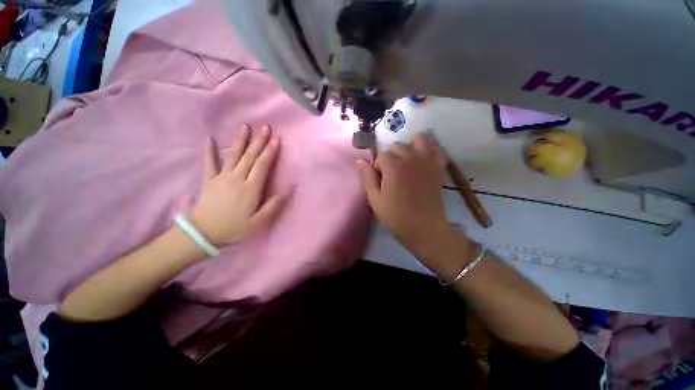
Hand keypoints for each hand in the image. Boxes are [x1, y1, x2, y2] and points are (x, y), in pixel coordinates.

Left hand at [190, 124, 286, 245]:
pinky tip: (209, 138)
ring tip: (245, 127)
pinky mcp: (209, 180)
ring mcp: (222, 177)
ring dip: (240, 141)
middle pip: (250, 157)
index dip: (270, 152)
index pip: (262, 165)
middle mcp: (237, 178)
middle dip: (259, 141)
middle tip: (265, 127)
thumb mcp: (258, 222)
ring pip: (233, 155)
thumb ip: (273, 206)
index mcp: (251, 188)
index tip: (276, 140)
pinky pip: (209, 162)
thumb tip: (287, 191)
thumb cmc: (234, 228)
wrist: (204, 233)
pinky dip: (209, 150)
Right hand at [356, 134, 474, 278]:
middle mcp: (411, 157)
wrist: (425, 228)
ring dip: (410, 148)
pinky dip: (428, 151)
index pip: (381, 156)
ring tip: (407, 164)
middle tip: (393, 176)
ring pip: (418, 140)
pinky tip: (422, 163)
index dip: (378, 169)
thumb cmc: (396, 216)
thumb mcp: (375, 199)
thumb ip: (367, 177)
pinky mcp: (439, 167)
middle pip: (397, 146)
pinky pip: (435, 149)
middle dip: (391, 158)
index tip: (381, 182)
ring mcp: (427, 160)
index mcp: (393, 166)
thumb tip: (360, 160)